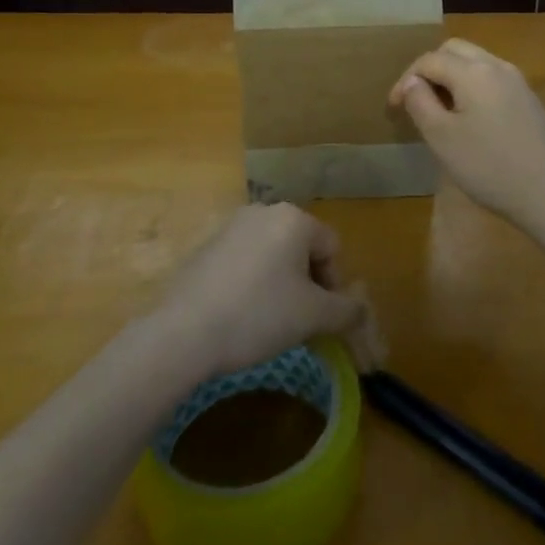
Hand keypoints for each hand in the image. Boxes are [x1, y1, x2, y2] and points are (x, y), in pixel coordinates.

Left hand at [154, 203, 385, 380]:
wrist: (183, 333)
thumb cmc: (259, 315)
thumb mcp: (313, 316)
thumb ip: (347, 310)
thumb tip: (361, 310)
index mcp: (293, 218)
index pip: (332, 248)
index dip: (333, 286)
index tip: (320, 318)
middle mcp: (263, 212)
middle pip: (302, 248)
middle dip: (307, 284)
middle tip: (298, 322)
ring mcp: (230, 227)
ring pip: (272, 256)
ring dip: (280, 285)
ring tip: (268, 322)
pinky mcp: (205, 247)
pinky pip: (244, 263)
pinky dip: (251, 285)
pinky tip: (239, 315)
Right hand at [388, 38, 544, 227]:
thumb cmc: (487, 166)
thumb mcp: (441, 137)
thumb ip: (420, 103)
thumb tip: (412, 82)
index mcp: (473, 72)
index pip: (429, 60)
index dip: (406, 79)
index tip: (393, 108)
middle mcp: (497, 66)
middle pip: (455, 50)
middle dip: (430, 68)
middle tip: (416, 99)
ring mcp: (518, 81)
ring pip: (476, 62)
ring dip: (452, 75)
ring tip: (439, 107)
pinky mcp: (529, 99)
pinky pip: (492, 78)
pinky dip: (472, 85)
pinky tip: (469, 117)